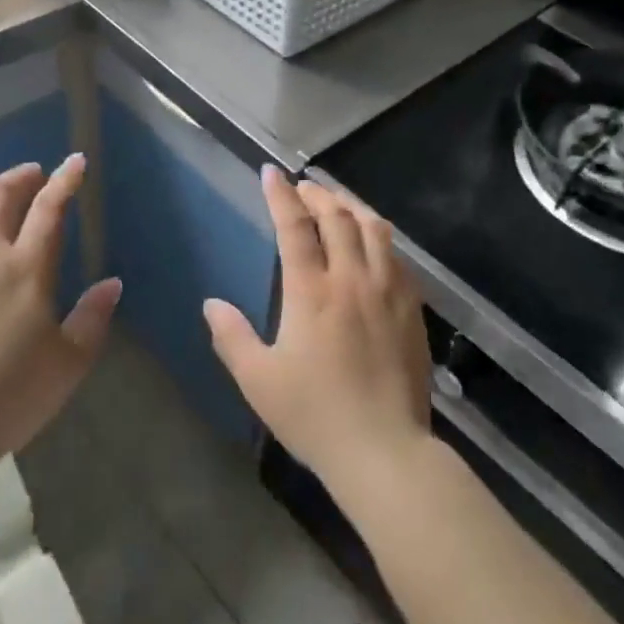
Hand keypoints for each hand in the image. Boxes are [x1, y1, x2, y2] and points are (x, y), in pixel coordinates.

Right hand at [204, 167, 432, 496]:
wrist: (384, 450)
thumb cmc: (314, 415)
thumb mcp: (259, 380)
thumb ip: (232, 337)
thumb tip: (211, 304)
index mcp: (311, 291)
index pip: (294, 226)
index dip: (280, 195)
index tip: (271, 173)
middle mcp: (351, 278)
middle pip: (337, 216)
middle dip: (316, 194)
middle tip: (302, 188)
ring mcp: (387, 289)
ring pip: (373, 228)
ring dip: (351, 206)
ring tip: (336, 203)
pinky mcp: (411, 306)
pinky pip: (396, 255)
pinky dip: (378, 236)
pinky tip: (372, 243)